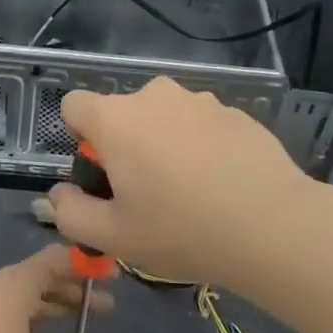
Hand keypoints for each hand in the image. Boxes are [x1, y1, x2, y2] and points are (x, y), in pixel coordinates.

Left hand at [0, 245, 135, 332]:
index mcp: (6, 288)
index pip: (55, 258)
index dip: (88, 266)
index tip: (114, 282)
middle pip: (35, 274)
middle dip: (72, 290)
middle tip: (104, 313)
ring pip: (13, 292)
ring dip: (47, 306)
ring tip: (75, 330)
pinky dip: (21, 316)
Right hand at [47, 77, 323, 287]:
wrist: (272, 226)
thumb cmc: (181, 230)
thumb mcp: (113, 236)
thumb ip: (70, 213)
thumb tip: (60, 194)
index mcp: (117, 119)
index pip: (74, 105)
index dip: (79, 138)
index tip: (102, 173)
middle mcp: (156, 96)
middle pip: (123, 114)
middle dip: (126, 146)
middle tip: (146, 194)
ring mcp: (201, 100)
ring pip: (166, 118)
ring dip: (166, 145)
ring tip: (191, 193)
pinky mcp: (236, 112)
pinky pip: (202, 126)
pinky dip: (202, 147)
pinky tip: (223, 186)